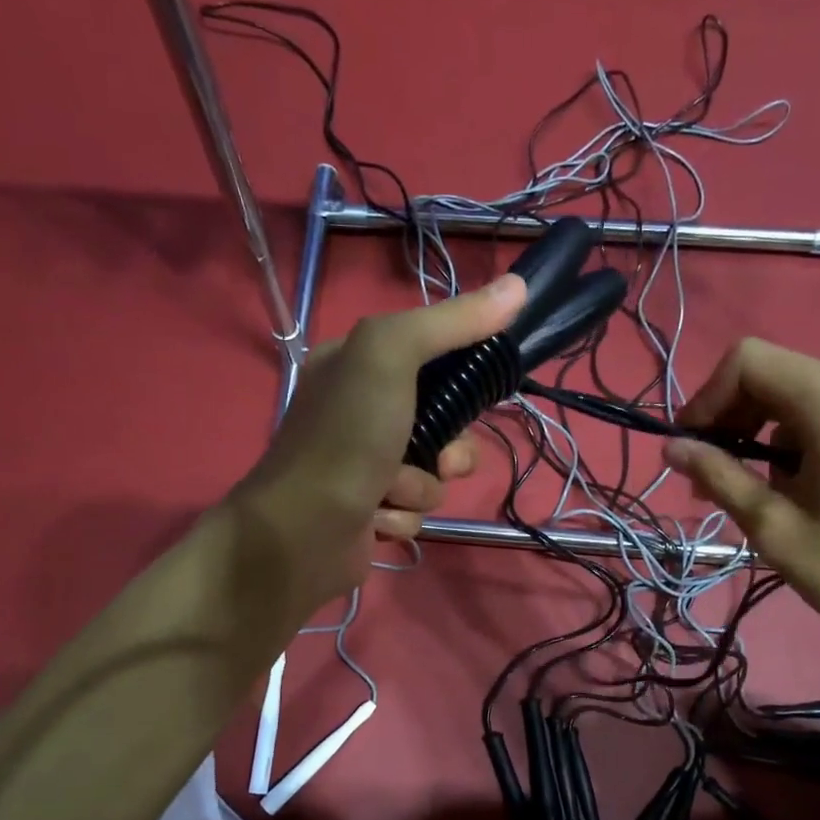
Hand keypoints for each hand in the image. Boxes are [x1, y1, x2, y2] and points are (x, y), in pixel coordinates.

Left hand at [230, 275, 526, 612]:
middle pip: (444, 421)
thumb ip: (450, 322)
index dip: (462, 374)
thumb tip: (518, 287)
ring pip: (435, 472)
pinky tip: (375, 519)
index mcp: (357, 365)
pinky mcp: (372, 512)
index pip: (432, 354)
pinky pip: (415, 510)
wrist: (301, 532)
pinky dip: (402, 516)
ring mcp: (366, 465)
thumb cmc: (345, 437)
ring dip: (422, 486)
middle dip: (450, 446)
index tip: (478, 390)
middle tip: (438, 457)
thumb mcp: (390, 356)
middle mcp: (360, 411)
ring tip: (391, 492)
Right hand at [663, 338, 819, 660]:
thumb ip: (720, 477)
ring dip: (769, 438)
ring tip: (763, 497)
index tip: (691, 450)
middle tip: (714, 483)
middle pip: (777, 377)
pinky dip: (807, 441)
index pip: (748, 362)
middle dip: (734, 423)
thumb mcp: (777, 530)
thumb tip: (672, 447)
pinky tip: (808, 489)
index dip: (707, 400)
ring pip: (806, 398)